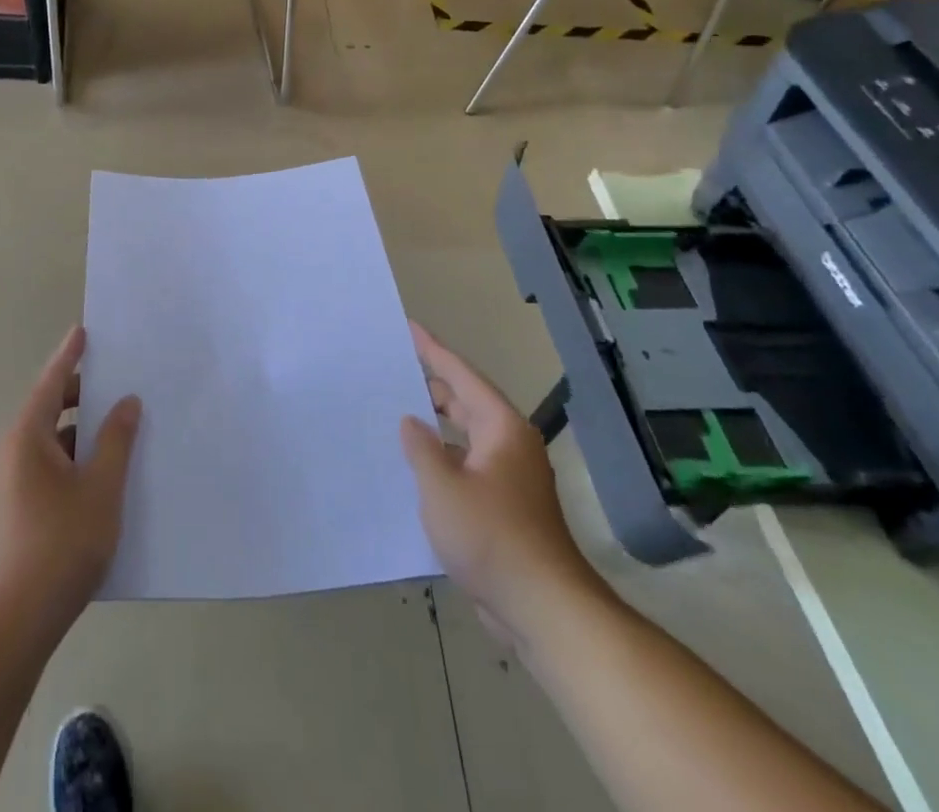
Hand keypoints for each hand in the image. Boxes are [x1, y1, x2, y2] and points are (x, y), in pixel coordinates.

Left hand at [0, 326, 140, 637]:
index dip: (69, 356)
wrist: (14, 620)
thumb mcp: (101, 488)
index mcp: (27, 437)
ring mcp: (9, 481)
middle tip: (116, 380)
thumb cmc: (60, 544)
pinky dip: (72, 456)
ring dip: (80, 429)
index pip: (51, 382)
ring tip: (118, 425)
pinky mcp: (15, 507)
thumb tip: (127, 402)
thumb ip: (116, 440)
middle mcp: (11, 451)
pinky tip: (101, 471)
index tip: (83, 331)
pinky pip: (47, 464)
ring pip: (50, 440)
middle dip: (81, 393)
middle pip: (48, 409)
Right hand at [400, 321, 605, 643]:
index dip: (433, 351)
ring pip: (467, 438)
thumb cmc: (492, 537)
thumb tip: (412, 422)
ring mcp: (511, 478)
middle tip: (393, 371)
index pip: (462, 376)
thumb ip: (421, 447)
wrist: (544, 609)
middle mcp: (510, 445)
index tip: (410, 328)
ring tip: (397, 415)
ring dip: (436, 427)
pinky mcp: (507, 507)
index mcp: (502, 428)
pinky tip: (416, 469)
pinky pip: (468, 466)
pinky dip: (444, 459)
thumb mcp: (442, 487)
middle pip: (466, 403)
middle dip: (432, 387)